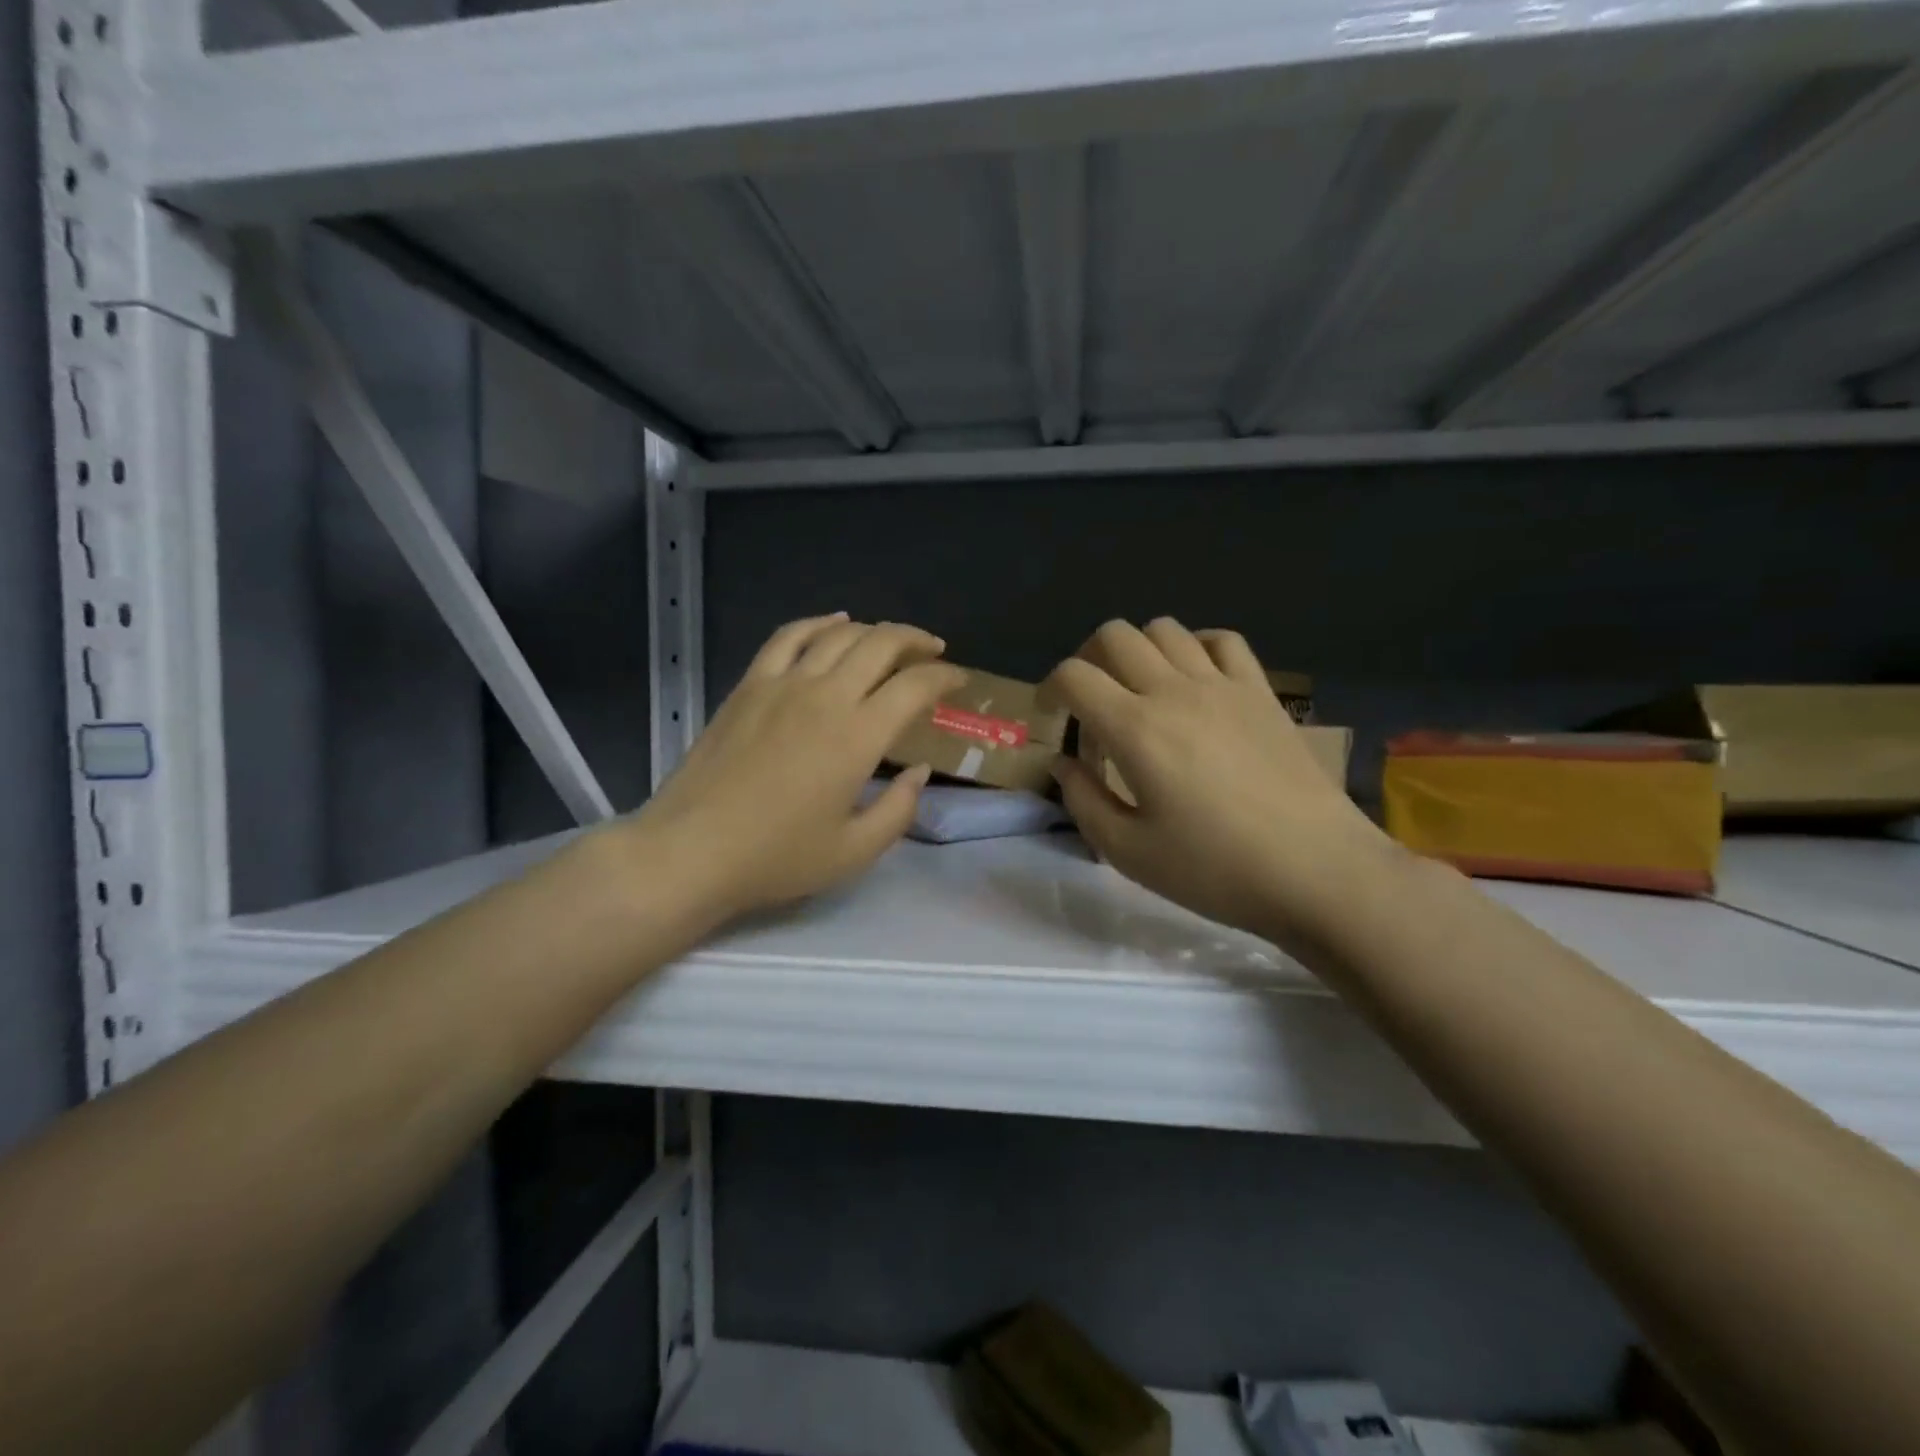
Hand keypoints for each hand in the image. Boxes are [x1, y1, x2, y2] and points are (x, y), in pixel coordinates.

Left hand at [628, 614, 964, 922]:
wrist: (692, 850)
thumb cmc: (777, 857)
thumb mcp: (855, 851)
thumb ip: (899, 809)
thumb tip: (920, 772)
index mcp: (858, 736)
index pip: (914, 686)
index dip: (944, 677)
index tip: (958, 680)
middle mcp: (826, 696)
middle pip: (881, 645)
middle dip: (916, 641)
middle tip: (934, 651)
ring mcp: (783, 684)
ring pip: (839, 635)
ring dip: (874, 630)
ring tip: (891, 641)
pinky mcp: (750, 685)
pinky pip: (789, 636)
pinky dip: (818, 623)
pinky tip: (834, 624)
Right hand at [1045, 618, 1388, 942]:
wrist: (1316, 871)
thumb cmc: (1215, 869)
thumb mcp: (1129, 852)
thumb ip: (1084, 801)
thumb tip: (1064, 763)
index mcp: (1135, 729)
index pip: (1074, 675)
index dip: (1050, 688)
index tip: (1051, 715)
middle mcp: (1174, 691)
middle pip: (1115, 636)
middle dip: (1088, 659)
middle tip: (1090, 700)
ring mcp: (1223, 686)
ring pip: (1166, 629)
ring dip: (1138, 650)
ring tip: (1139, 689)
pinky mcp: (1261, 692)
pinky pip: (1223, 641)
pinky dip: (1196, 647)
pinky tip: (1194, 679)